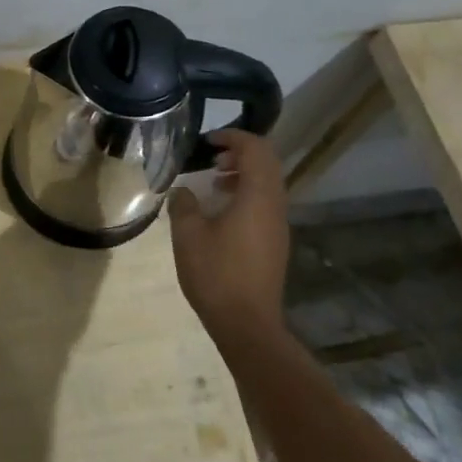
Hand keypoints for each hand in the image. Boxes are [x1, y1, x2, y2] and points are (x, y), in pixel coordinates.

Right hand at [168, 130, 289, 341]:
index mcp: (257, 196)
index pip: (256, 149)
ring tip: (214, 181)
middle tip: (211, 156)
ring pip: (268, 184)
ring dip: (243, 174)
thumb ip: (184, 205)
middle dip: (240, 152)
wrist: (247, 324)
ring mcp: (278, 226)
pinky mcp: (275, 242)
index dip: (233, 137)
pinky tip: (221, 211)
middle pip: (267, 163)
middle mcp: (275, 206)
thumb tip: (182, 191)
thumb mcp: (188, 235)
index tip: (208, 140)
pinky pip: (265, 204)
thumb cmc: (216, 274)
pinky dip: (246, 194)